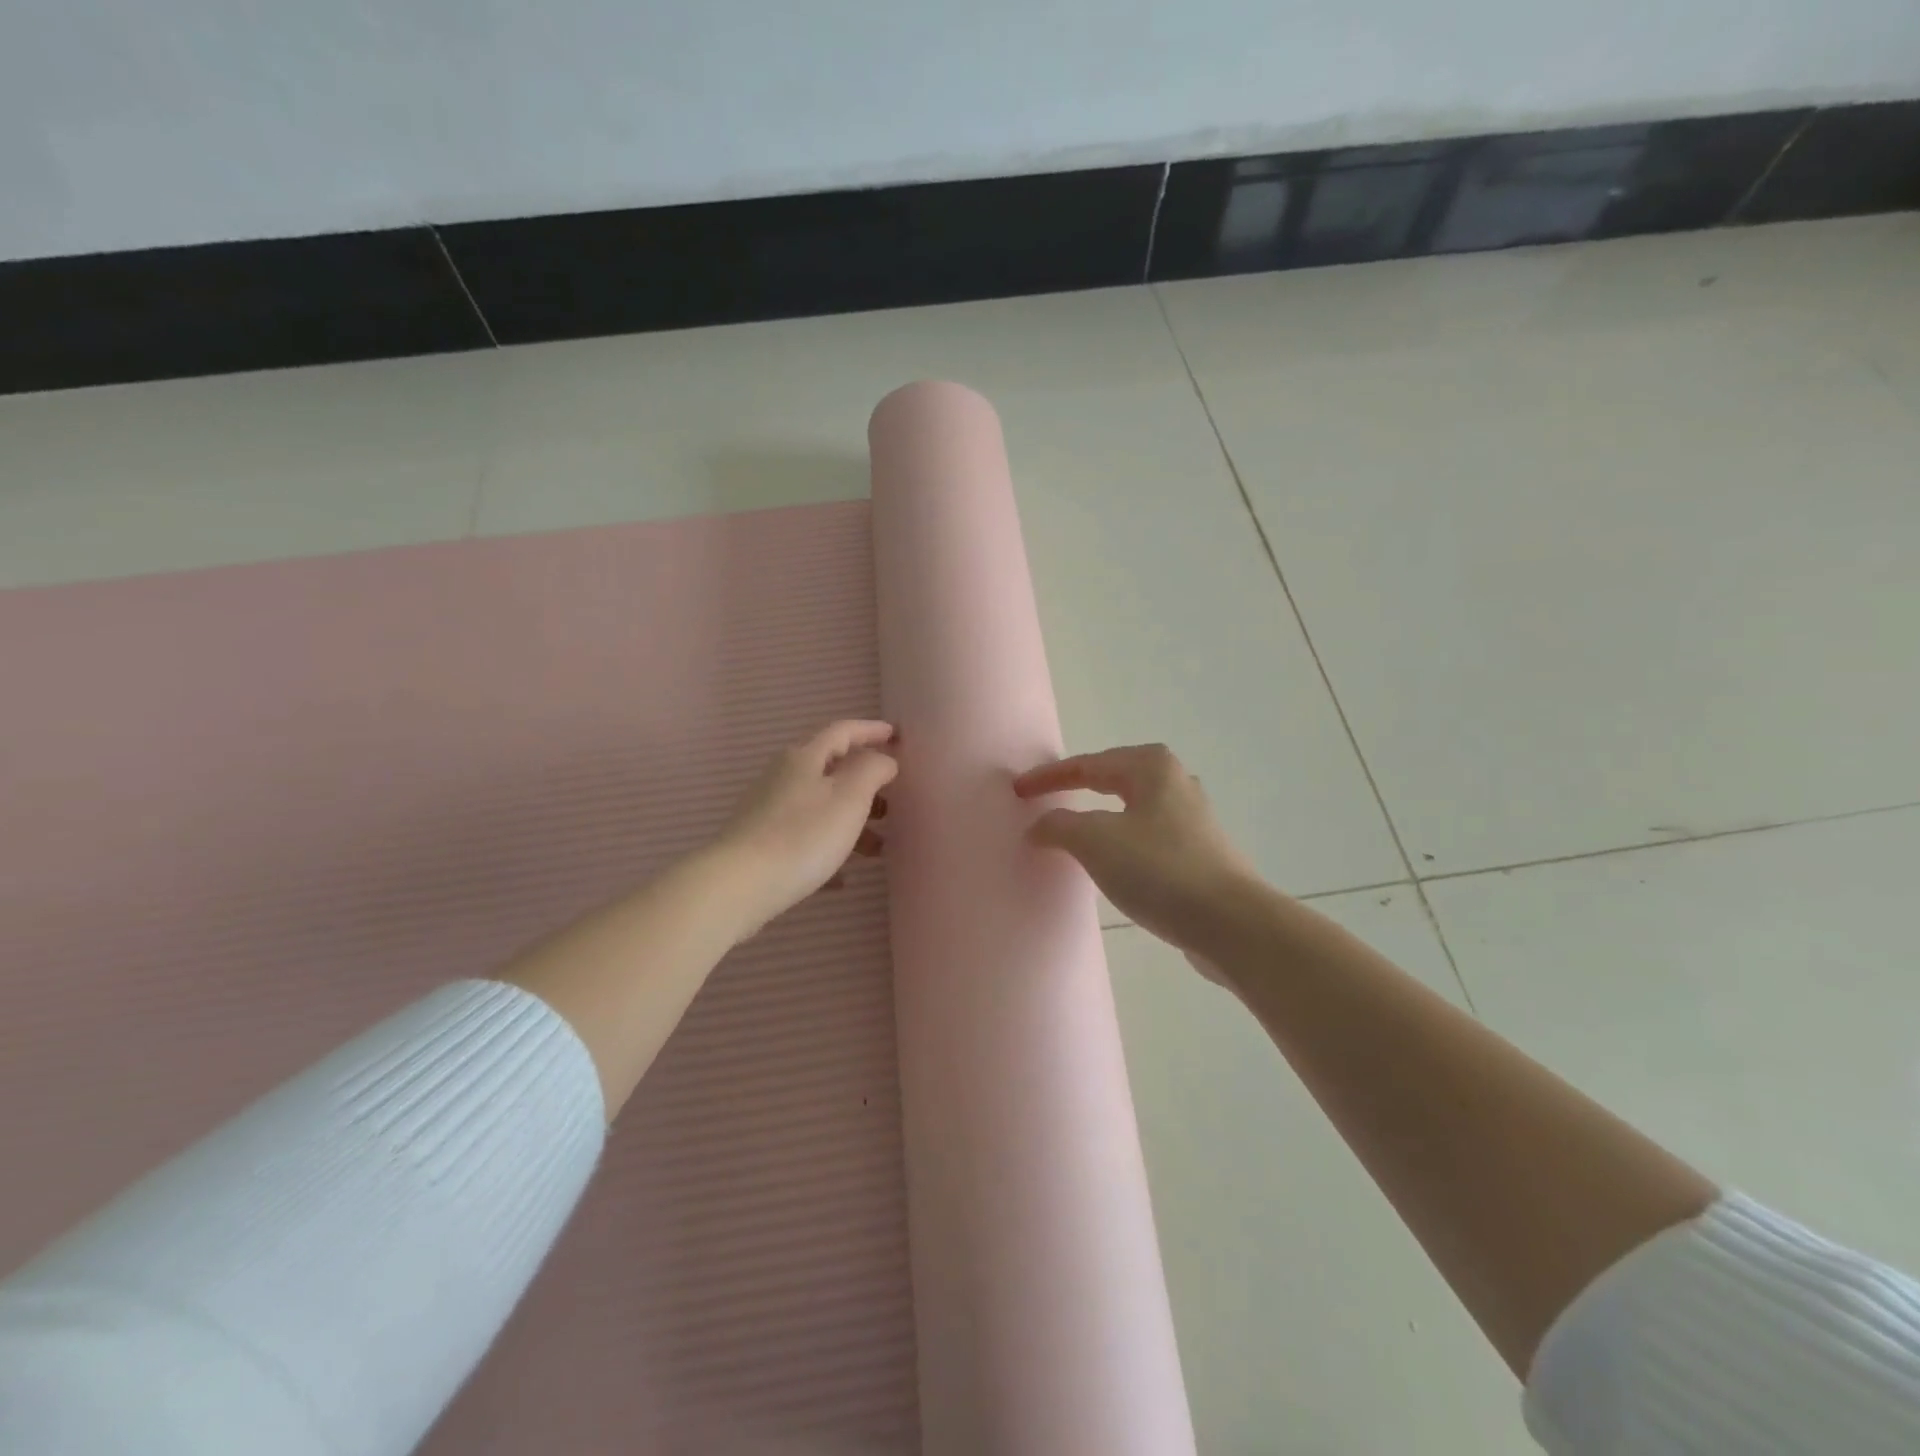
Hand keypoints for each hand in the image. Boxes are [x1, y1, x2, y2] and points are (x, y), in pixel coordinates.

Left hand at [709, 720, 897, 937]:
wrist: (738, 885)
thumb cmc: (802, 835)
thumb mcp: (850, 797)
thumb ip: (873, 770)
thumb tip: (883, 759)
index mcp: (804, 758)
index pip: (843, 731)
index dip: (871, 730)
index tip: (897, 736)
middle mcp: (783, 776)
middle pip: (831, 770)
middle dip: (865, 784)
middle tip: (892, 802)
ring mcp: (768, 810)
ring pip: (820, 806)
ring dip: (852, 821)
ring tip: (877, 848)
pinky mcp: (760, 842)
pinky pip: (804, 837)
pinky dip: (828, 848)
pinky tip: (842, 877)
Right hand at [1013, 744, 1261, 960]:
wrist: (1231, 924)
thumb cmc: (1159, 870)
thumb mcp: (1095, 841)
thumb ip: (1059, 826)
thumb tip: (1039, 826)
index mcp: (1152, 767)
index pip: (1087, 765)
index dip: (1049, 777)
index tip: (1018, 791)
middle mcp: (1176, 783)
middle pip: (1113, 778)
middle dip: (1077, 788)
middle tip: (1044, 800)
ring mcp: (1192, 820)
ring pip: (1132, 808)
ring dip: (1099, 816)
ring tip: (1074, 830)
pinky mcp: (1199, 854)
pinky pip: (1146, 836)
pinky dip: (1120, 841)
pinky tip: (1113, 861)